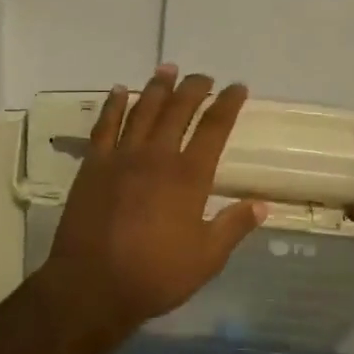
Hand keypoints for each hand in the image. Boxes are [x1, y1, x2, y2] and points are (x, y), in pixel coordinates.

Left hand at [39, 67, 267, 343]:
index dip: (228, 104)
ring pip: (143, 111)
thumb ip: (233, 227)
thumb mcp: (206, 259)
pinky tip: (120, 91)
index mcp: (189, 177)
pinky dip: (114, 105)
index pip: (214, 129)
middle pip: (178, 111)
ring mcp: (121, 158)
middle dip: (194, 89)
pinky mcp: (93, 166)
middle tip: (203, 76)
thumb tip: (261, 204)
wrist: (92, 285)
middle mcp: (157, 157)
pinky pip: (104, 126)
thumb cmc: (155, 276)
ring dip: (157, 88)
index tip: (237, 87)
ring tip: (167, 69)